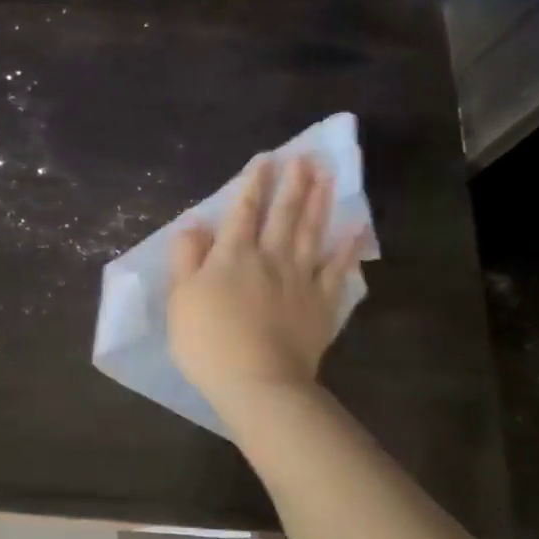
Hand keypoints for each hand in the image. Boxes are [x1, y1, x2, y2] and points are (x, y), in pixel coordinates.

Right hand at [168, 156, 365, 412]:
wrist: (257, 381)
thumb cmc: (208, 342)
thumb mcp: (180, 298)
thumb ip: (186, 257)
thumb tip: (195, 224)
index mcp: (232, 255)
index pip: (243, 211)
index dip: (253, 184)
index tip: (265, 160)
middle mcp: (270, 257)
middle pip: (283, 213)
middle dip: (293, 182)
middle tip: (305, 156)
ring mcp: (300, 279)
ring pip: (312, 231)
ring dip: (319, 201)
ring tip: (326, 175)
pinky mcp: (322, 303)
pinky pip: (338, 269)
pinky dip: (349, 247)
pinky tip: (357, 228)